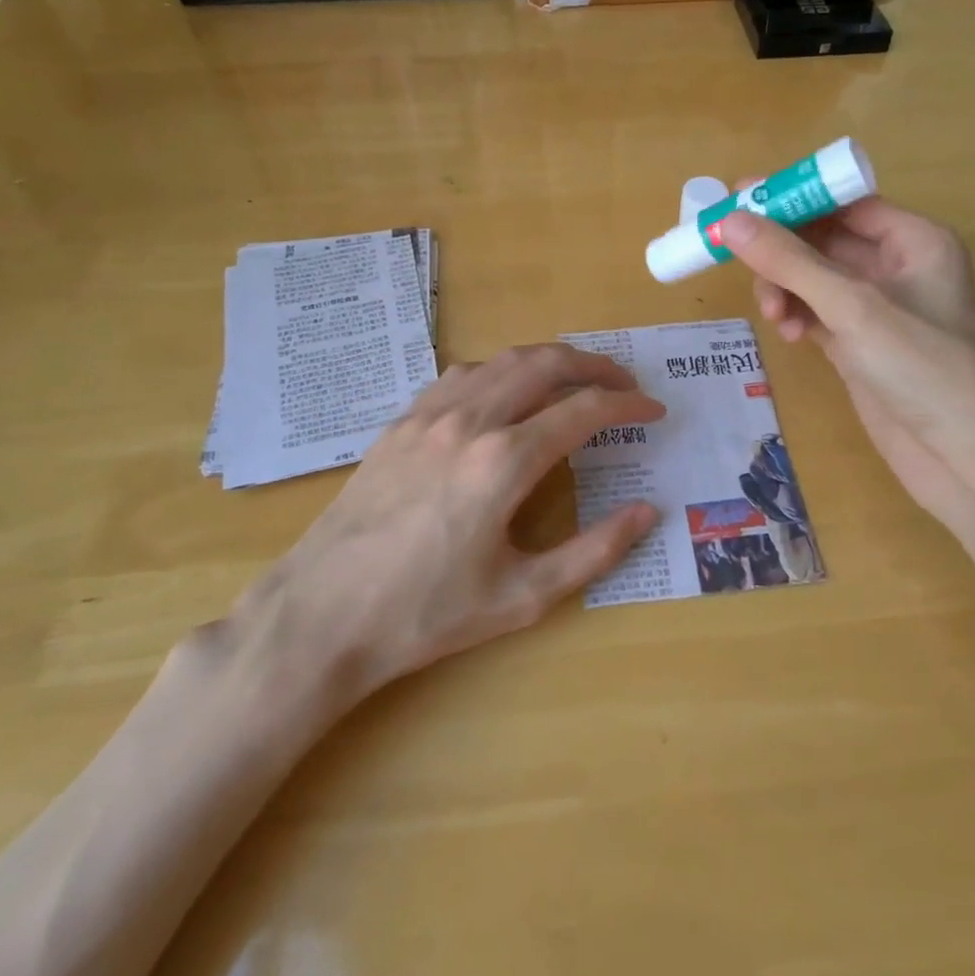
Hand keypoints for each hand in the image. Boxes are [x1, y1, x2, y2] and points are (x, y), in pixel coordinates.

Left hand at [223, 344, 662, 744]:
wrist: (321, 615)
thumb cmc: (426, 614)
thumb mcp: (523, 597)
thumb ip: (594, 552)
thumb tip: (646, 512)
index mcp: (505, 461)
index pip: (584, 410)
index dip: (627, 403)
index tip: (653, 409)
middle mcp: (470, 421)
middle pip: (545, 363)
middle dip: (594, 365)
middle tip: (624, 381)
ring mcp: (428, 415)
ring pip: (501, 361)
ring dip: (547, 360)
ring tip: (573, 379)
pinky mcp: (400, 423)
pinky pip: (461, 376)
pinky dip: (499, 371)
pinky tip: (505, 393)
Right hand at [718, 200, 974, 536]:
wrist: (961, 454)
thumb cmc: (920, 366)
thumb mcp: (852, 306)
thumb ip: (790, 261)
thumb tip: (731, 221)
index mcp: (914, 240)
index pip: (843, 201)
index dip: (792, 199)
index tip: (739, 198)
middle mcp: (897, 267)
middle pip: (823, 240)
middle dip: (782, 253)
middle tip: (740, 263)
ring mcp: (877, 309)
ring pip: (813, 280)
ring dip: (785, 289)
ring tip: (773, 316)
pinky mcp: (860, 344)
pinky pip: (815, 314)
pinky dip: (796, 317)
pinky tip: (788, 335)